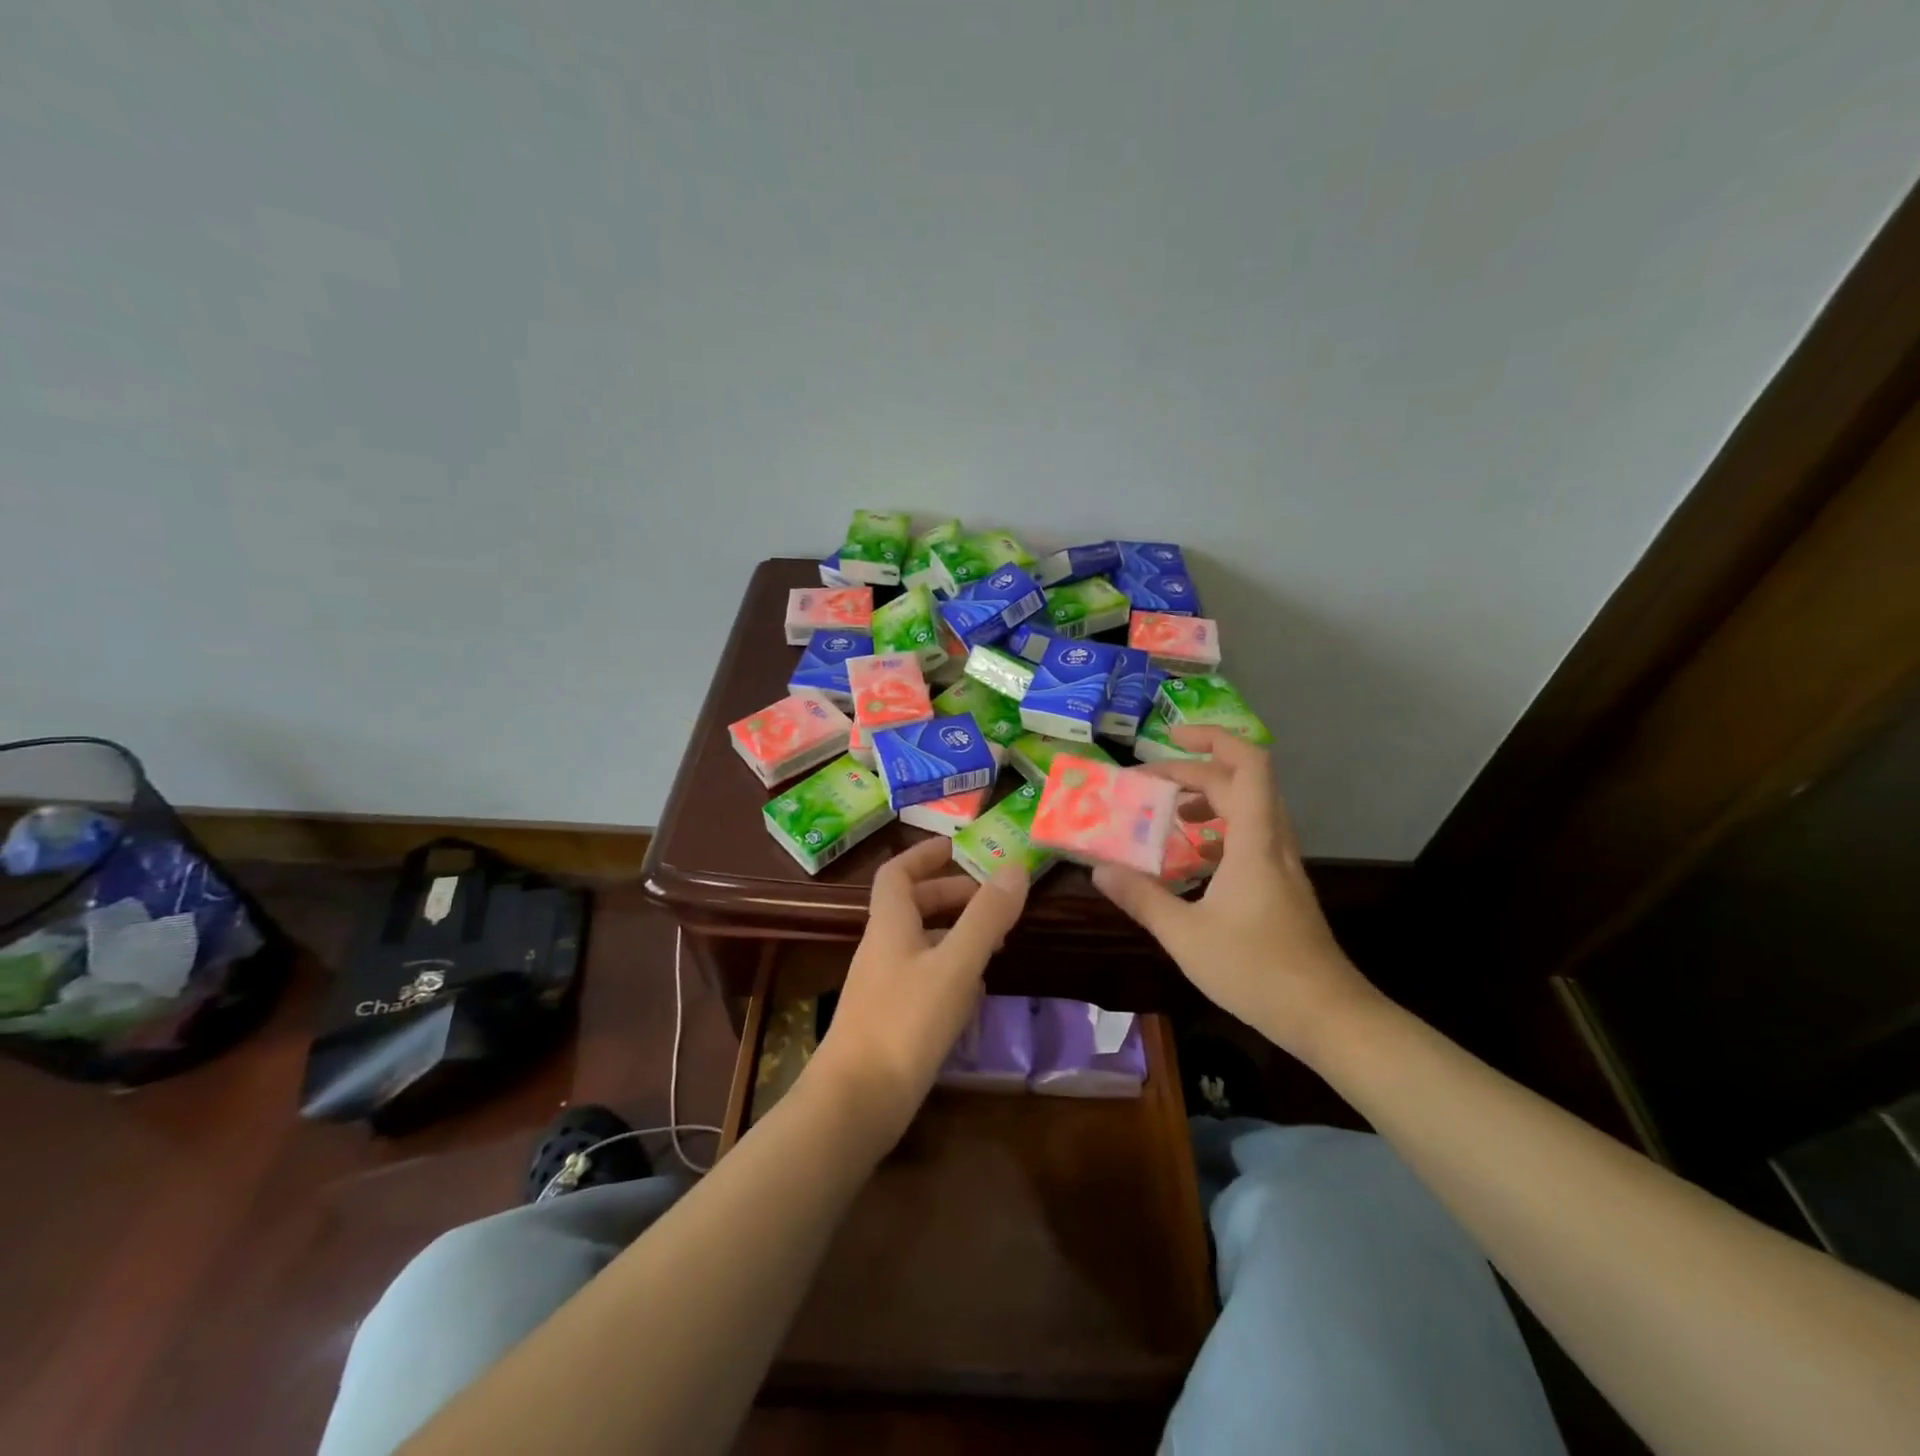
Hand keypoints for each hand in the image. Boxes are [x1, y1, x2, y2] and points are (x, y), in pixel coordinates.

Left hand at [809, 837, 1028, 1142]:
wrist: (855, 1103)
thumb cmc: (904, 1023)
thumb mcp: (955, 965)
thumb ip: (986, 917)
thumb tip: (1015, 868)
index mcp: (890, 925)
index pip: (896, 873)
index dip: (923, 855)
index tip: (955, 846)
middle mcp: (882, 949)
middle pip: (912, 907)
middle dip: (951, 896)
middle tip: (992, 902)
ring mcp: (883, 987)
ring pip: (921, 944)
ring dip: (955, 935)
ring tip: (995, 946)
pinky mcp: (890, 1021)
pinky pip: (923, 979)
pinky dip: (951, 973)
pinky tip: (974, 994)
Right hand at [1091, 727, 1377, 1058]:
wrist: (1327, 1016)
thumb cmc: (1256, 970)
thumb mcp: (1185, 935)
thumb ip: (1141, 898)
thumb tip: (1098, 869)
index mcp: (1254, 842)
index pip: (1247, 764)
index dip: (1213, 739)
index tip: (1171, 739)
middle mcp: (1272, 842)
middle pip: (1239, 784)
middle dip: (1191, 774)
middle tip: (1145, 786)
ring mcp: (1281, 865)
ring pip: (1248, 810)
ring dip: (1208, 800)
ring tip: (1168, 814)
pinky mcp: (1282, 887)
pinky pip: (1251, 838)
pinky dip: (1220, 832)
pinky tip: (1194, 860)